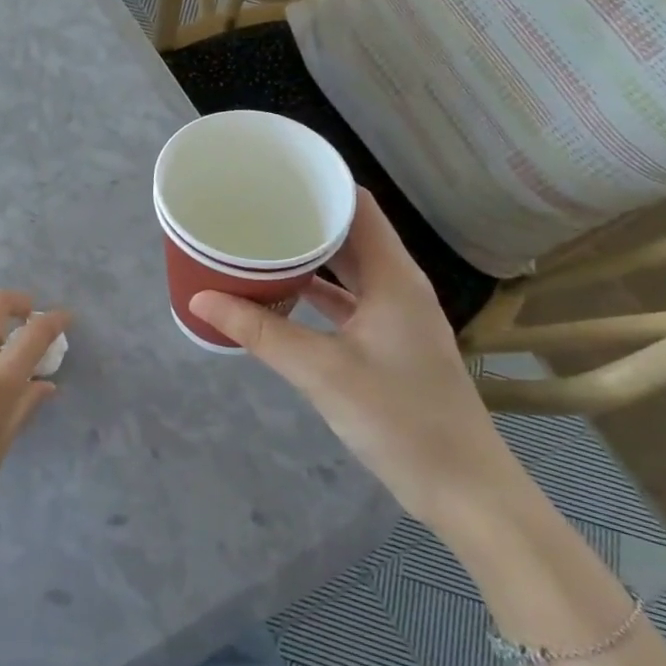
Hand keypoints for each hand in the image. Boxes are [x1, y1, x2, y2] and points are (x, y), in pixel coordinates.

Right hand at [190, 191, 519, 530]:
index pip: (358, 205)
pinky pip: (348, 300)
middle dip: (303, 216)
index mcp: (393, 277)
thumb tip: (200, 299)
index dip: (320, 183)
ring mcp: (396, 316)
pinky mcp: (390, 343)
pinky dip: (316, 290)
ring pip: (348, 268)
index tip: (273, 175)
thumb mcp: (321, 371)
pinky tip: (281, 293)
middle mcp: (398, 286)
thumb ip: (260, 332)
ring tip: (259, 241)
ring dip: (308, 254)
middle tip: (252, 206)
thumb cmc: (400, 419)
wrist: (464, 491)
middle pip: (350, 233)